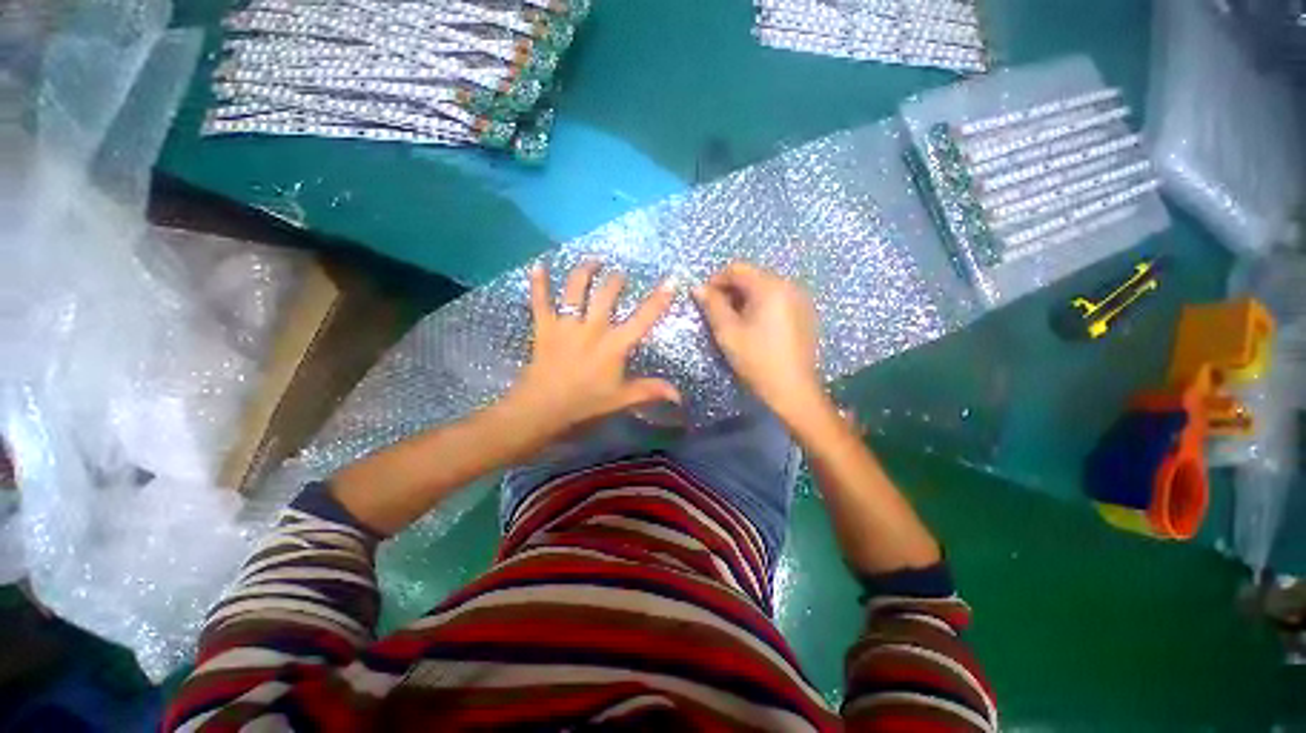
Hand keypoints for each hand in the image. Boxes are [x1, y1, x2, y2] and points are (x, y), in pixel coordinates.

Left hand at [505, 260, 679, 444]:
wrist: (543, 407)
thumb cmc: (585, 402)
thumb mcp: (621, 398)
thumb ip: (649, 391)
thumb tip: (679, 394)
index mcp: (614, 345)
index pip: (642, 319)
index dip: (658, 300)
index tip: (670, 281)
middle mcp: (592, 328)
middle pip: (607, 295)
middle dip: (616, 280)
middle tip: (620, 275)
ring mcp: (566, 324)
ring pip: (576, 289)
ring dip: (585, 271)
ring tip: (594, 261)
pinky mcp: (544, 326)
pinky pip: (540, 300)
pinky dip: (539, 282)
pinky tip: (538, 265)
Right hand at [694, 262, 825, 422]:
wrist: (792, 389)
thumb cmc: (756, 359)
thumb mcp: (728, 332)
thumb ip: (712, 305)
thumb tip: (698, 287)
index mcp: (770, 287)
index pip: (737, 269)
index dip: (716, 280)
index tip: (704, 299)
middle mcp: (789, 285)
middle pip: (753, 276)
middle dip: (731, 290)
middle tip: (717, 312)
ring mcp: (801, 299)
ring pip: (765, 288)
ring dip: (746, 298)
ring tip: (735, 321)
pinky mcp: (806, 313)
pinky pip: (778, 299)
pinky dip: (762, 305)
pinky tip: (756, 327)